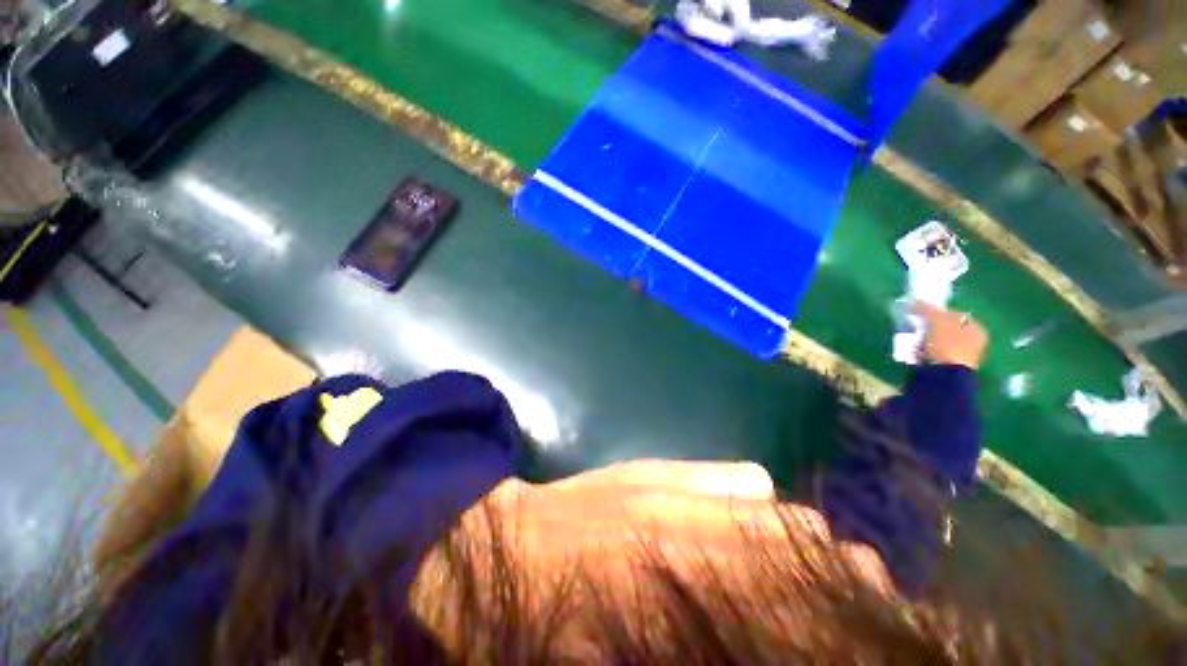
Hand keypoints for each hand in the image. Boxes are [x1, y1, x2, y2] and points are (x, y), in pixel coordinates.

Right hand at [915, 302, 987, 369]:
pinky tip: (918, 353)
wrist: (945, 375)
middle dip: (930, 327)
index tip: (921, 314)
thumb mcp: (936, 322)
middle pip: (946, 328)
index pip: (955, 314)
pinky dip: (926, 351)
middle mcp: (974, 341)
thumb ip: (927, 309)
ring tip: (915, 342)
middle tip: (916, 327)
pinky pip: (935, 353)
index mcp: (976, 328)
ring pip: (939, 341)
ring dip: (926, 340)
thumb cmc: (946, 345)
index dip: (937, 311)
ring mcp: (963, 355)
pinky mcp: (950, 366)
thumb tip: (915, 299)